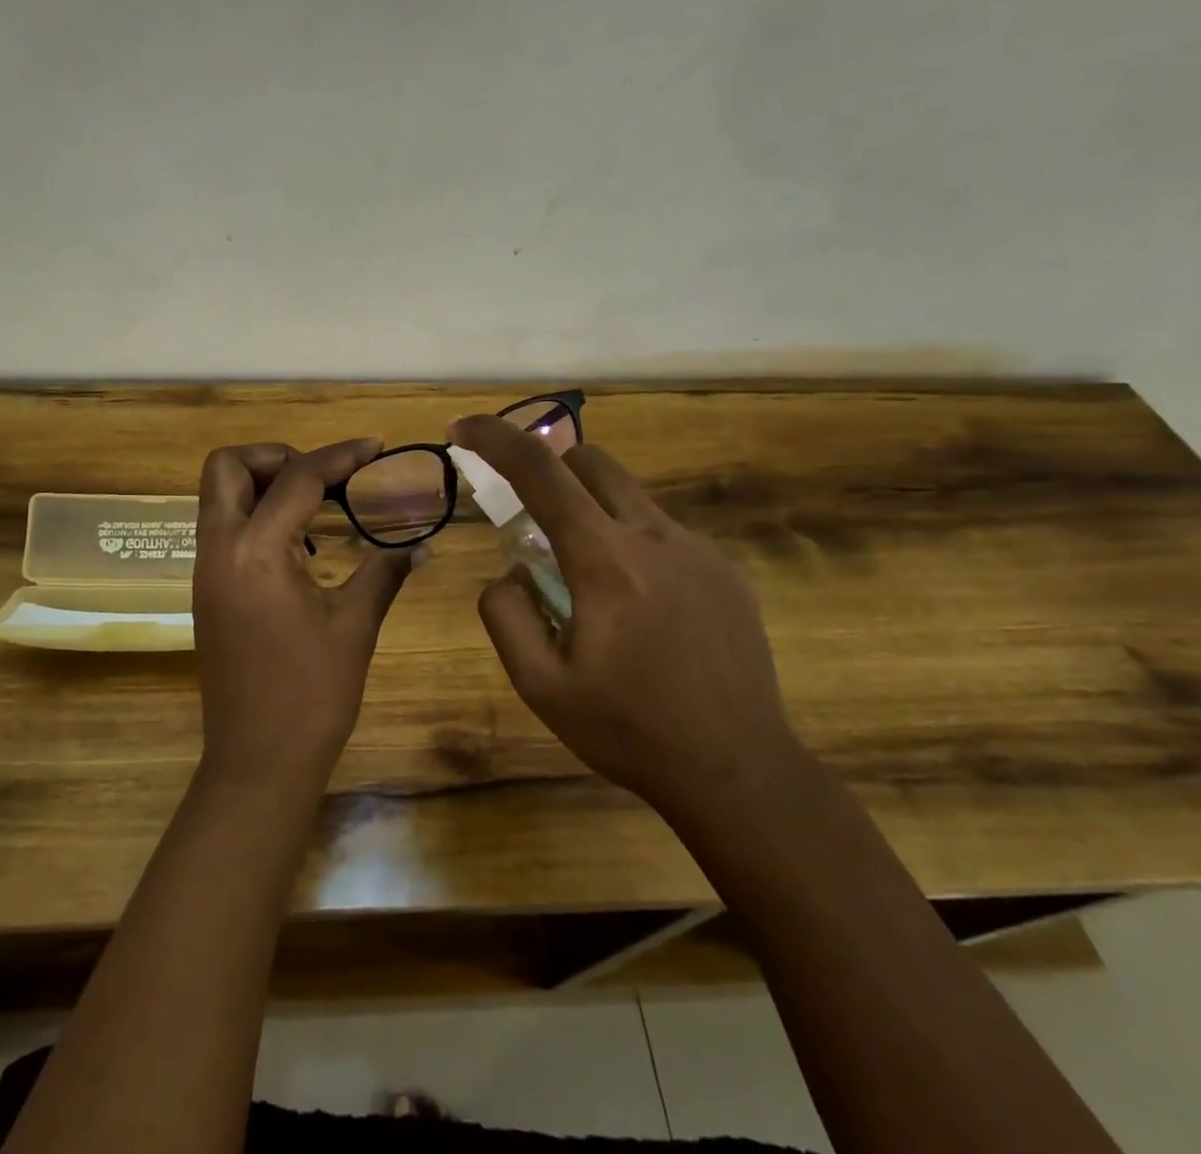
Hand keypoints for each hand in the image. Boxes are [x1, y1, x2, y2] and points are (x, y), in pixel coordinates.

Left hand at [192, 439, 423, 795]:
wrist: (257, 762)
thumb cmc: (311, 695)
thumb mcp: (355, 625)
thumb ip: (384, 571)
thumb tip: (421, 543)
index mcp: (256, 551)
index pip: (297, 477)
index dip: (341, 455)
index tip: (376, 447)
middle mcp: (219, 549)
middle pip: (227, 466)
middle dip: (276, 456)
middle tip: (324, 477)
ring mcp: (206, 570)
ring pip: (219, 496)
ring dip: (264, 484)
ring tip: (319, 507)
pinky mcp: (206, 591)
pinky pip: (224, 529)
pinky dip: (257, 517)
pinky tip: (301, 547)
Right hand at [448, 415, 799, 835]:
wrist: (739, 771)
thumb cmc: (630, 730)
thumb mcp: (540, 686)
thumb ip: (505, 615)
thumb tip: (510, 573)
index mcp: (605, 561)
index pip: (540, 472)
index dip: (494, 439)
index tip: (462, 429)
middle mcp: (654, 537)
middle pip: (590, 460)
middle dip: (547, 468)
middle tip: (529, 517)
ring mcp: (698, 550)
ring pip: (628, 494)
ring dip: (589, 508)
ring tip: (584, 577)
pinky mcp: (725, 571)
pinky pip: (662, 532)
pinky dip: (629, 542)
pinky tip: (638, 608)